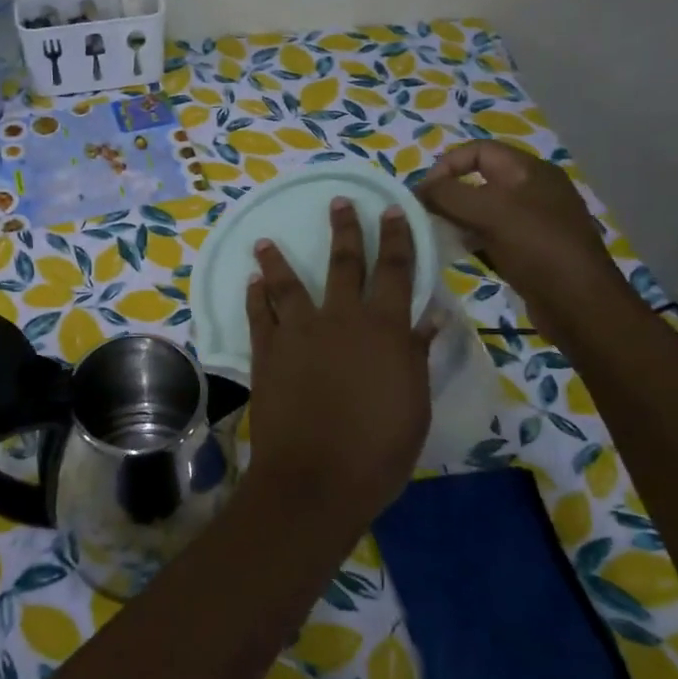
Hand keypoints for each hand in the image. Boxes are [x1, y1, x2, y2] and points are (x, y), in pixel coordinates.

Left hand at [243, 198, 437, 536]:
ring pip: (287, 283)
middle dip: (345, 229)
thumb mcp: (413, 403)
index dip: (396, 237)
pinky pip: (258, 314)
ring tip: (266, 241)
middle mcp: (340, 318)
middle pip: (343, 263)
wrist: (316, 476)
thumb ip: (415, 354)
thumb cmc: (379, 448)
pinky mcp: (266, 352)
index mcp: (384, 328)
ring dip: (277, 259)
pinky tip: (251, 282)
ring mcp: (298, 332)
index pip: (395, 270)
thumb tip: (426, 318)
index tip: (393, 210)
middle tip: (340, 202)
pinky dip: (255, 296)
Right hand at [415, 140, 634, 345]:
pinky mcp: (530, 248)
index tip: (423, 193)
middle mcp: (533, 190)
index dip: (446, 165)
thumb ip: (448, 195)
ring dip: (456, 218)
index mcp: (530, 171)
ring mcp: (533, 220)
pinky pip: (491, 234)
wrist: (579, 304)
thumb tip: (420, 190)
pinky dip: (470, 239)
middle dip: (448, 194)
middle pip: (479, 179)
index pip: (478, 150)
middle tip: (425, 216)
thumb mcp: (489, 212)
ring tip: (436, 235)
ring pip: (483, 209)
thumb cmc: (536, 248)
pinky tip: (457, 254)